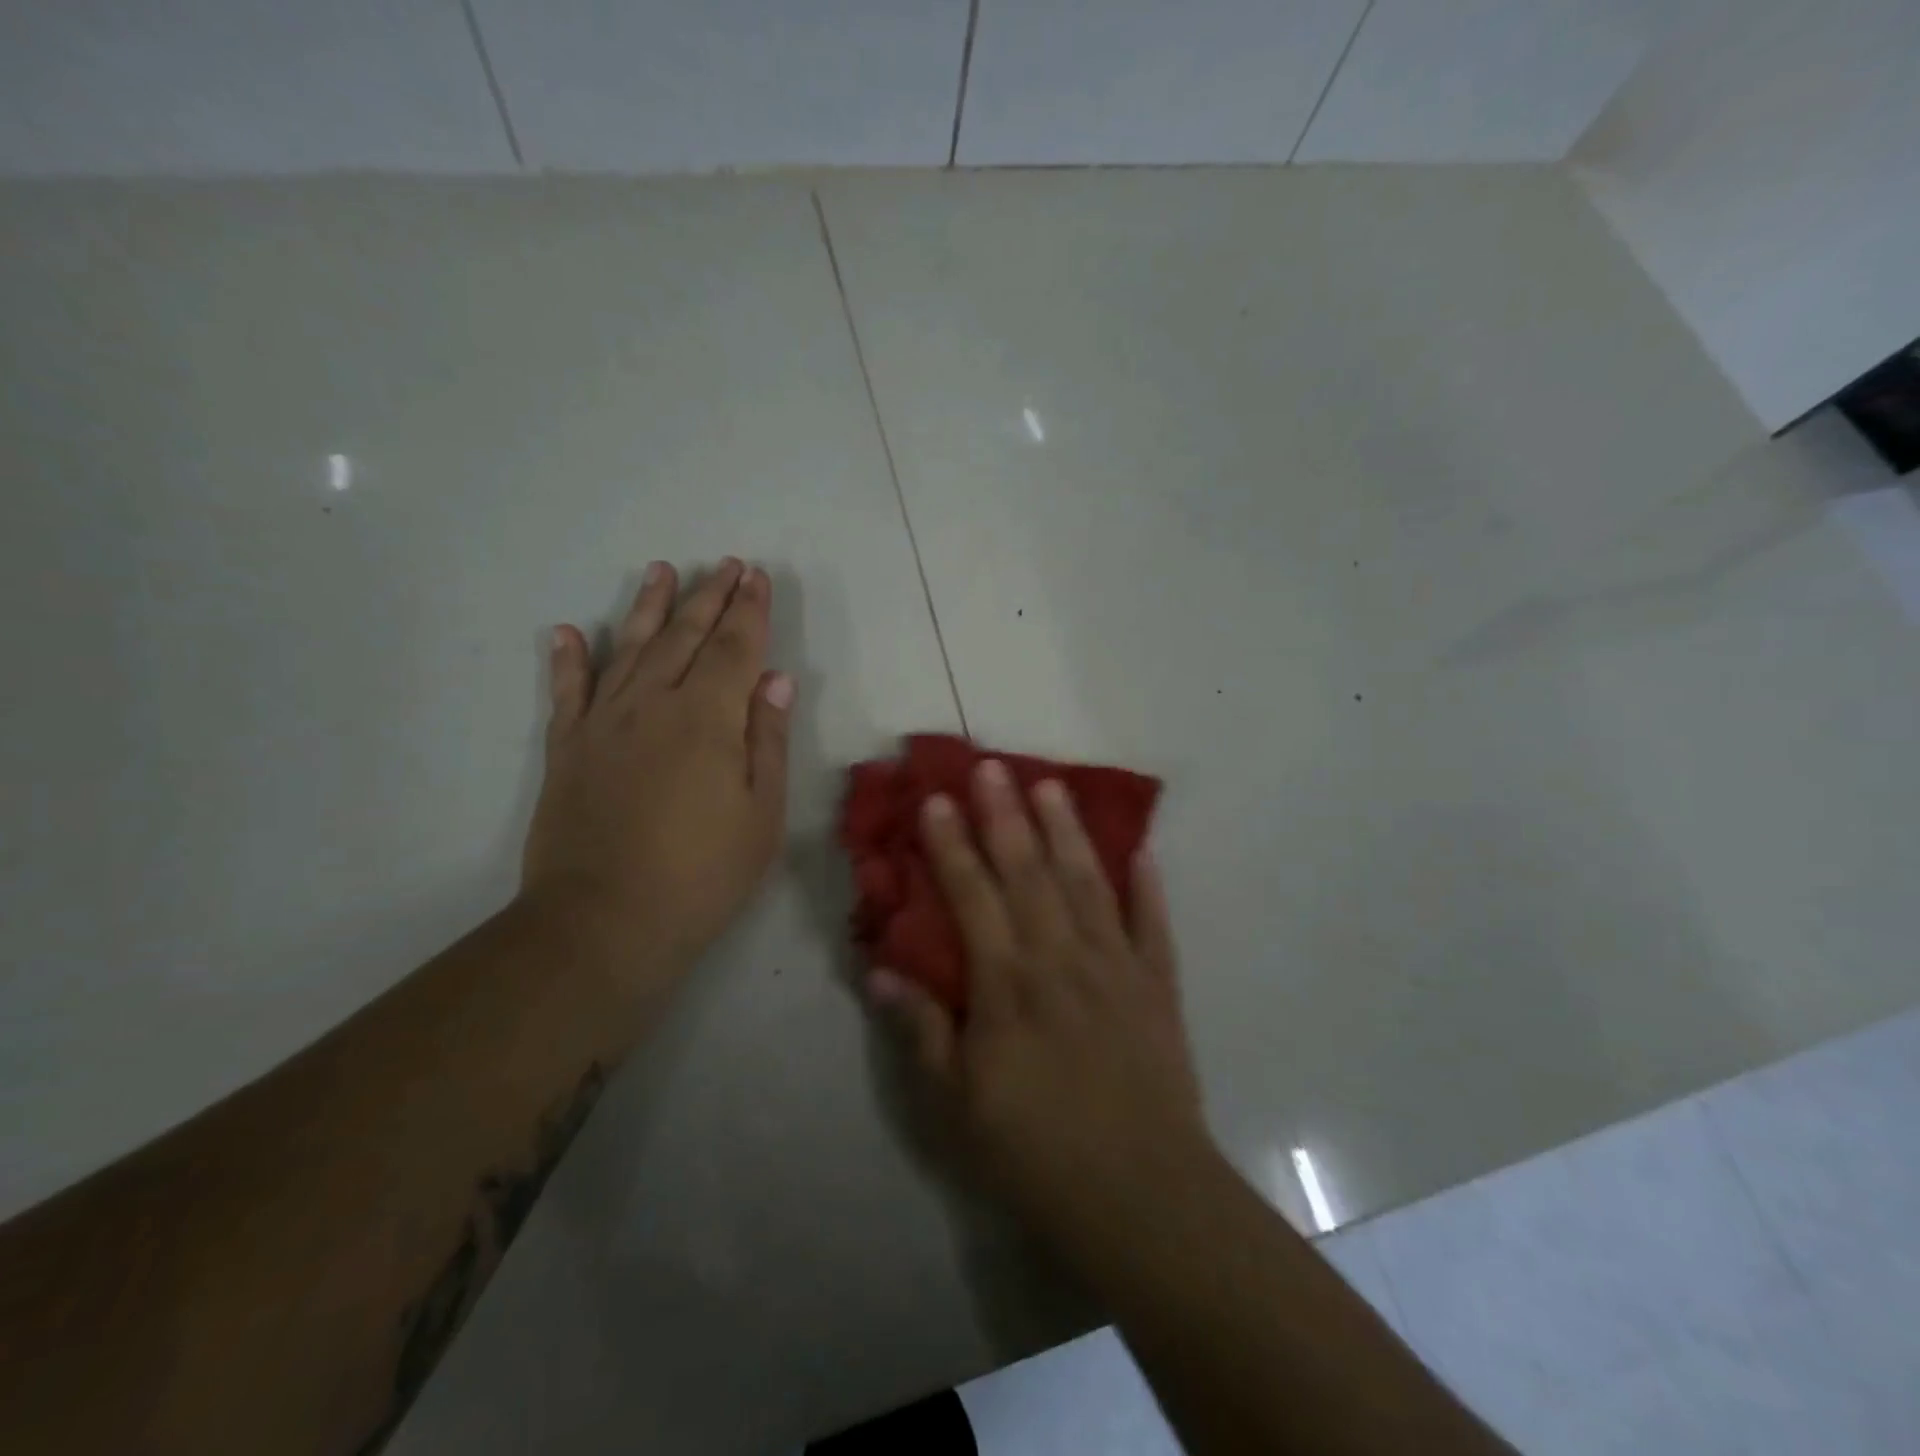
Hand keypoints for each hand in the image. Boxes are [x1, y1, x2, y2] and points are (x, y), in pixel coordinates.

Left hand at [521, 558, 793, 993]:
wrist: (604, 923)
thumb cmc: (702, 875)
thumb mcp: (762, 814)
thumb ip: (768, 740)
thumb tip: (775, 680)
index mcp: (709, 718)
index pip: (735, 648)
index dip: (749, 610)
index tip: (756, 576)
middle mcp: (654, 704)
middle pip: (686, 636)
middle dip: (709, 597)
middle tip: (724, 564)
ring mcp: (603, 723)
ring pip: (630, 648)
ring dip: (649, 607)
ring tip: (661, 571)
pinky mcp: (567, 749)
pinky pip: (567, 692)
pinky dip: (569, 660)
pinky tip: (570, 632)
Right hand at [869, 758, 1209, 1256]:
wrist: (1141, 1196)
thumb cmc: (1035, 1152)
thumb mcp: (955, 1104)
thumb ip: (920, 1030)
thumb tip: (881, 969)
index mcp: (1008, 984)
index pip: (973, 895)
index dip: (951, 844)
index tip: (937, 799)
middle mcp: (1060, 958)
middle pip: (1029, 872)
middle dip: (1006, 815)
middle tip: (992, 766)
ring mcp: (1115, 966)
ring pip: (1087, 882)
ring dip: (1067, 831)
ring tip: (1052, 784)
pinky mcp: (1157, 986)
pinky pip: (1152, 924)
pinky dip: (1147, 885)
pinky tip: (1141, 849)